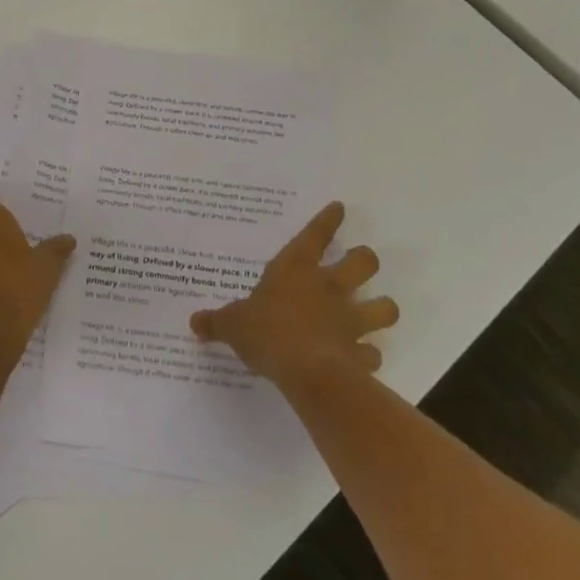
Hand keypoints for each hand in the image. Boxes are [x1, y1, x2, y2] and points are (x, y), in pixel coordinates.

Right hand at [190, 202, 398, 392]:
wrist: (306, 371)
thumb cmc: (267, 333)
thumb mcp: (233, 324)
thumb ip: (217, 322)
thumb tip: (194, 322)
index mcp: (296, 269)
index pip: (315, 234)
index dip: (328, 219)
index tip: (340, 208)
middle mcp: (329, 287)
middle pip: (363, 261)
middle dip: (365, 259)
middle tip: (360, 263)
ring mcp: (350, 319)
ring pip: (385, 306)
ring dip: (382, 308)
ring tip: (377, 310)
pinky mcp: (360, 353)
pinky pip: (373, 353)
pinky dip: (369, 356)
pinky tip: (362, 359)